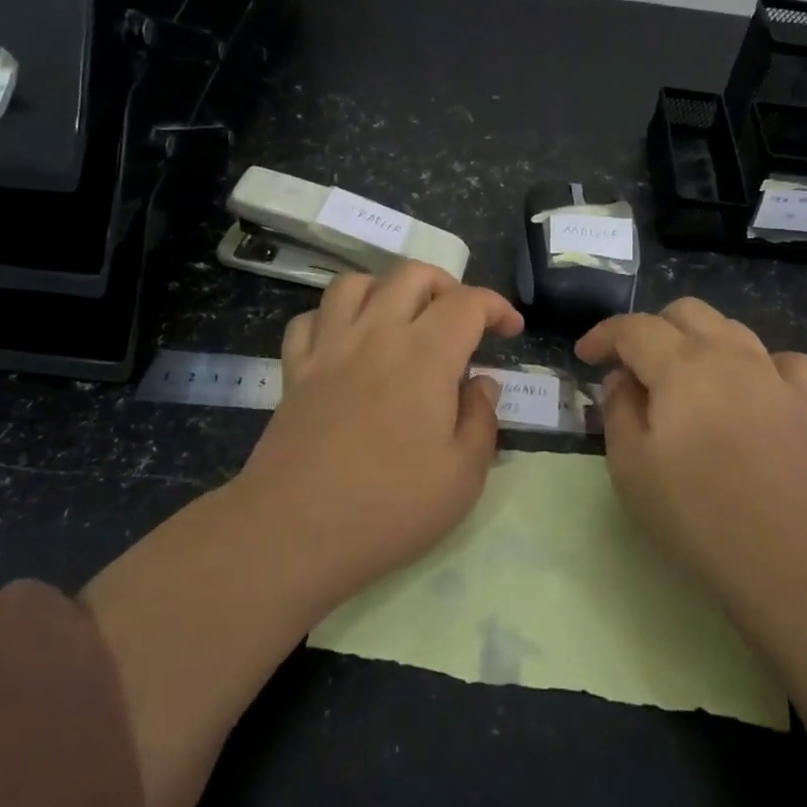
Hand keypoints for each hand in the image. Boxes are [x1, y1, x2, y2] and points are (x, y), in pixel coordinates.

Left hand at [237, 262, 524, 602]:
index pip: (468, 302)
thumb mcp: (463, 476)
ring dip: (387, 289)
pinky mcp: (295, 370)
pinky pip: (310, 319)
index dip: (497, 307)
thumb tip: (482, 384)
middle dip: (446, 286)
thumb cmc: (390, 507)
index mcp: (425, 355)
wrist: (294, 532)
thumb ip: (481, 420)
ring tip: (402, 320)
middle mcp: (377, 334)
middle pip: (412, 274)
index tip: (511, 330)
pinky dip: (333, 318)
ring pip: (356, 282)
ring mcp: (329, 348)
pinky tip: (347, 343)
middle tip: (459, 322)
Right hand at [576, 298, 806, 584]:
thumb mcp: (630, 464)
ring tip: (683, 378)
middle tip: (632, 369)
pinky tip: (752, 389)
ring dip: (699, 340)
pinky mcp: (804, 406)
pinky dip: (762, 365)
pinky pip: (785, 363)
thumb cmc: (695, 511)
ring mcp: (772, 377)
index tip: (584, 357)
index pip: (634, 327)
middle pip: (686, 313)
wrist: (785, 556)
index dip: (604, 335)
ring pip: (731, 328)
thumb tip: (623, 379)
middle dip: (651, 329)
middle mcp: (729, 355)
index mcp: (681, 364)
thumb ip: (618, 408)